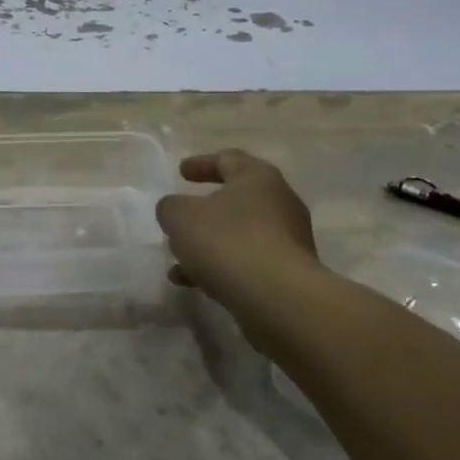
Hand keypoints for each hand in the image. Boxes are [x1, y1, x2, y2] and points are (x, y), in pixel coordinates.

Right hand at [155, 150, 323, 314]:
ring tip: (178, 258)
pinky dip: (220, 267)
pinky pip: (247, 263)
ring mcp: (288, 241)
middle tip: (181, 216)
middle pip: (237, 199)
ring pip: (239, 235)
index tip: (181, 172)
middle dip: (205, 210)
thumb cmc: (227, 242)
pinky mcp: (288, 274)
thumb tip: (176, 210)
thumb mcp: (181, 216)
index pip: (228, 159)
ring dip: (209, 243)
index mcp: (257, 178)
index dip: (201, 164)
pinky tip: (193, 283)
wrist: (279, 300)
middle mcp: (279, 203)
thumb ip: (171, 207)